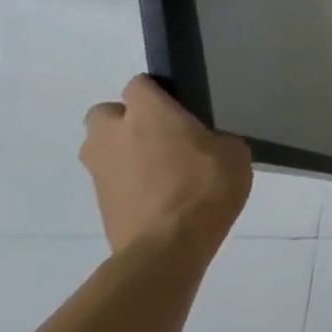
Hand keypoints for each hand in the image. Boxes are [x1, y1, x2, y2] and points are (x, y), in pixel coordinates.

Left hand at [81, 75, 252, 255]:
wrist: (169, 247)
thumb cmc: (206, 186)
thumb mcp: (233, 152)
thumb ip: (214, 138)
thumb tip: (206, 144)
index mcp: (149, 113)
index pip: (139, 84)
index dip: (157, 91)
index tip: (179, 104)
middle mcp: (114, 135)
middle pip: (104, 113)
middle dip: (124, 119)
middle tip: (158, 133)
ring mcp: (101, 171)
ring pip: (101, 148)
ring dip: (122, 151)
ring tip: (157, 166)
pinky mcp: (99, 203)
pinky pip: (110, 179)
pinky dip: (127, 181)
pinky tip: (157, 194)